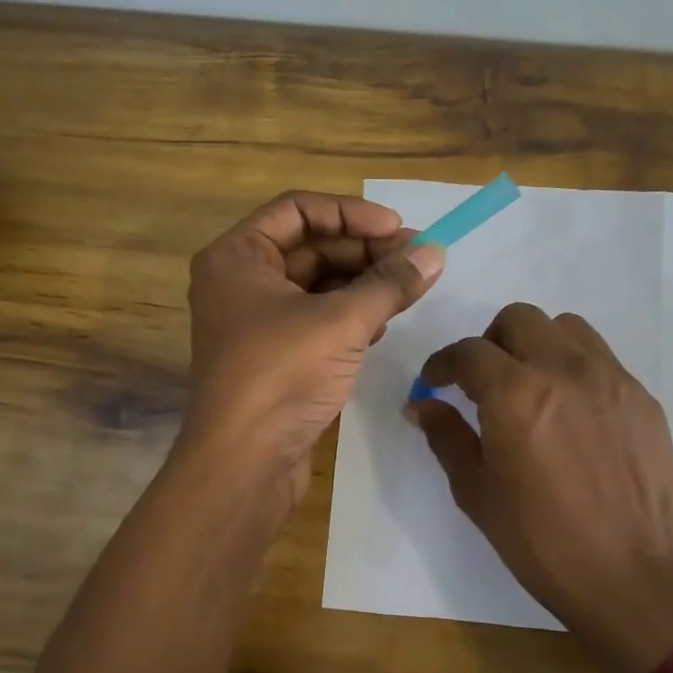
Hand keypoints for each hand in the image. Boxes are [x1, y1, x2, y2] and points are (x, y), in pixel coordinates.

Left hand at [183, 191, 443, 502]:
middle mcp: (241, 281)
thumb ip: (390, 283)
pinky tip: (384, 322)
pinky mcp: (275, 354)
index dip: (352, 213)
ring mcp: (257, 320)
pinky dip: (351, 314)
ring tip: (411, 287)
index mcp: (237, 256)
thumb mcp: (342, 322)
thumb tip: (435, 253)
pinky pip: (317, 317)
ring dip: (364, 282)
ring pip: (318, 284)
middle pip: (311, 246)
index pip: (298, 210)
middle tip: (419, 258)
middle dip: (366, 250)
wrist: (245, 462)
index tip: (399, 228)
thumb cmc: (281, 375)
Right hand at [408, 304, 672, 672]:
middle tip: (485, 381)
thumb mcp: (477, 494)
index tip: (436, 381)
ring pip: (565, 328)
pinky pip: (601, 358)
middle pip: (518, 319)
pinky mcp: (642, 397)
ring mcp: (610, 379)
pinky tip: (573, 412)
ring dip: (537, 345)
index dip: (443, 363)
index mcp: (514, 394)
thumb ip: (446, 437)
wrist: (631, 579)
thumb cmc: (541, 543)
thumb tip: (420, 405)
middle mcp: (563, 370)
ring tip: (532, 386)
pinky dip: (575, 368)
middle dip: (491, 342)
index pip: (468, 351)